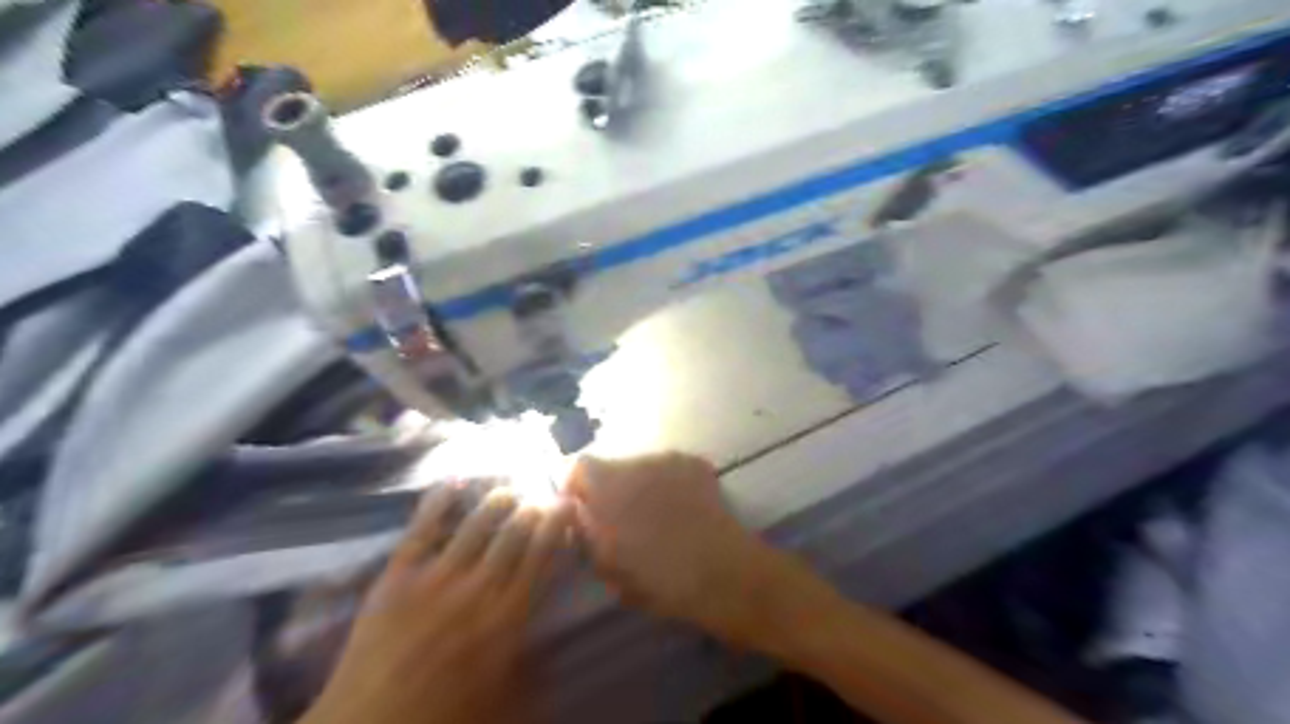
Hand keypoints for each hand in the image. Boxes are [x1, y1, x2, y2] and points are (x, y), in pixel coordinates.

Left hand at [305, 482, 572, 723]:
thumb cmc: (443, 714)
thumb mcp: (504, 693)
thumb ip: (532, 659)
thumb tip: (551, 634)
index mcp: (507, 617)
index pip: (541, 557)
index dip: (556, 526)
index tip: (567, 504)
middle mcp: (478, 588)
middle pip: (514, 533)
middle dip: (531, 509)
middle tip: (539, 495)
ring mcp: (436, 577)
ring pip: (476, 524)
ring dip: (496, 501)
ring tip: (506, 490)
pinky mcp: (398, 575)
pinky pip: (422, 528)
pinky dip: (438, 502)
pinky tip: (451, 483)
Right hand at [563, 451, 796, 645]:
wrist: (723, 573)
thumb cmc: (659, 579)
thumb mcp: (608, 566)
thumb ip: (587, 533)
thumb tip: (579, 514)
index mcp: (609, 485)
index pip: (579, 466)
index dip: (577, 488)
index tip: (583, 514)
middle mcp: (637, 462)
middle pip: (612, 467)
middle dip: (611, 489)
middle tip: (620, 522)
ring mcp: (670, 460)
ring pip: (642, 468)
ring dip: (640, 487)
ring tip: (655, 519)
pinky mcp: (696, 464)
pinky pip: (670, 470)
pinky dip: (668, 485)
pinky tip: (680, 511)